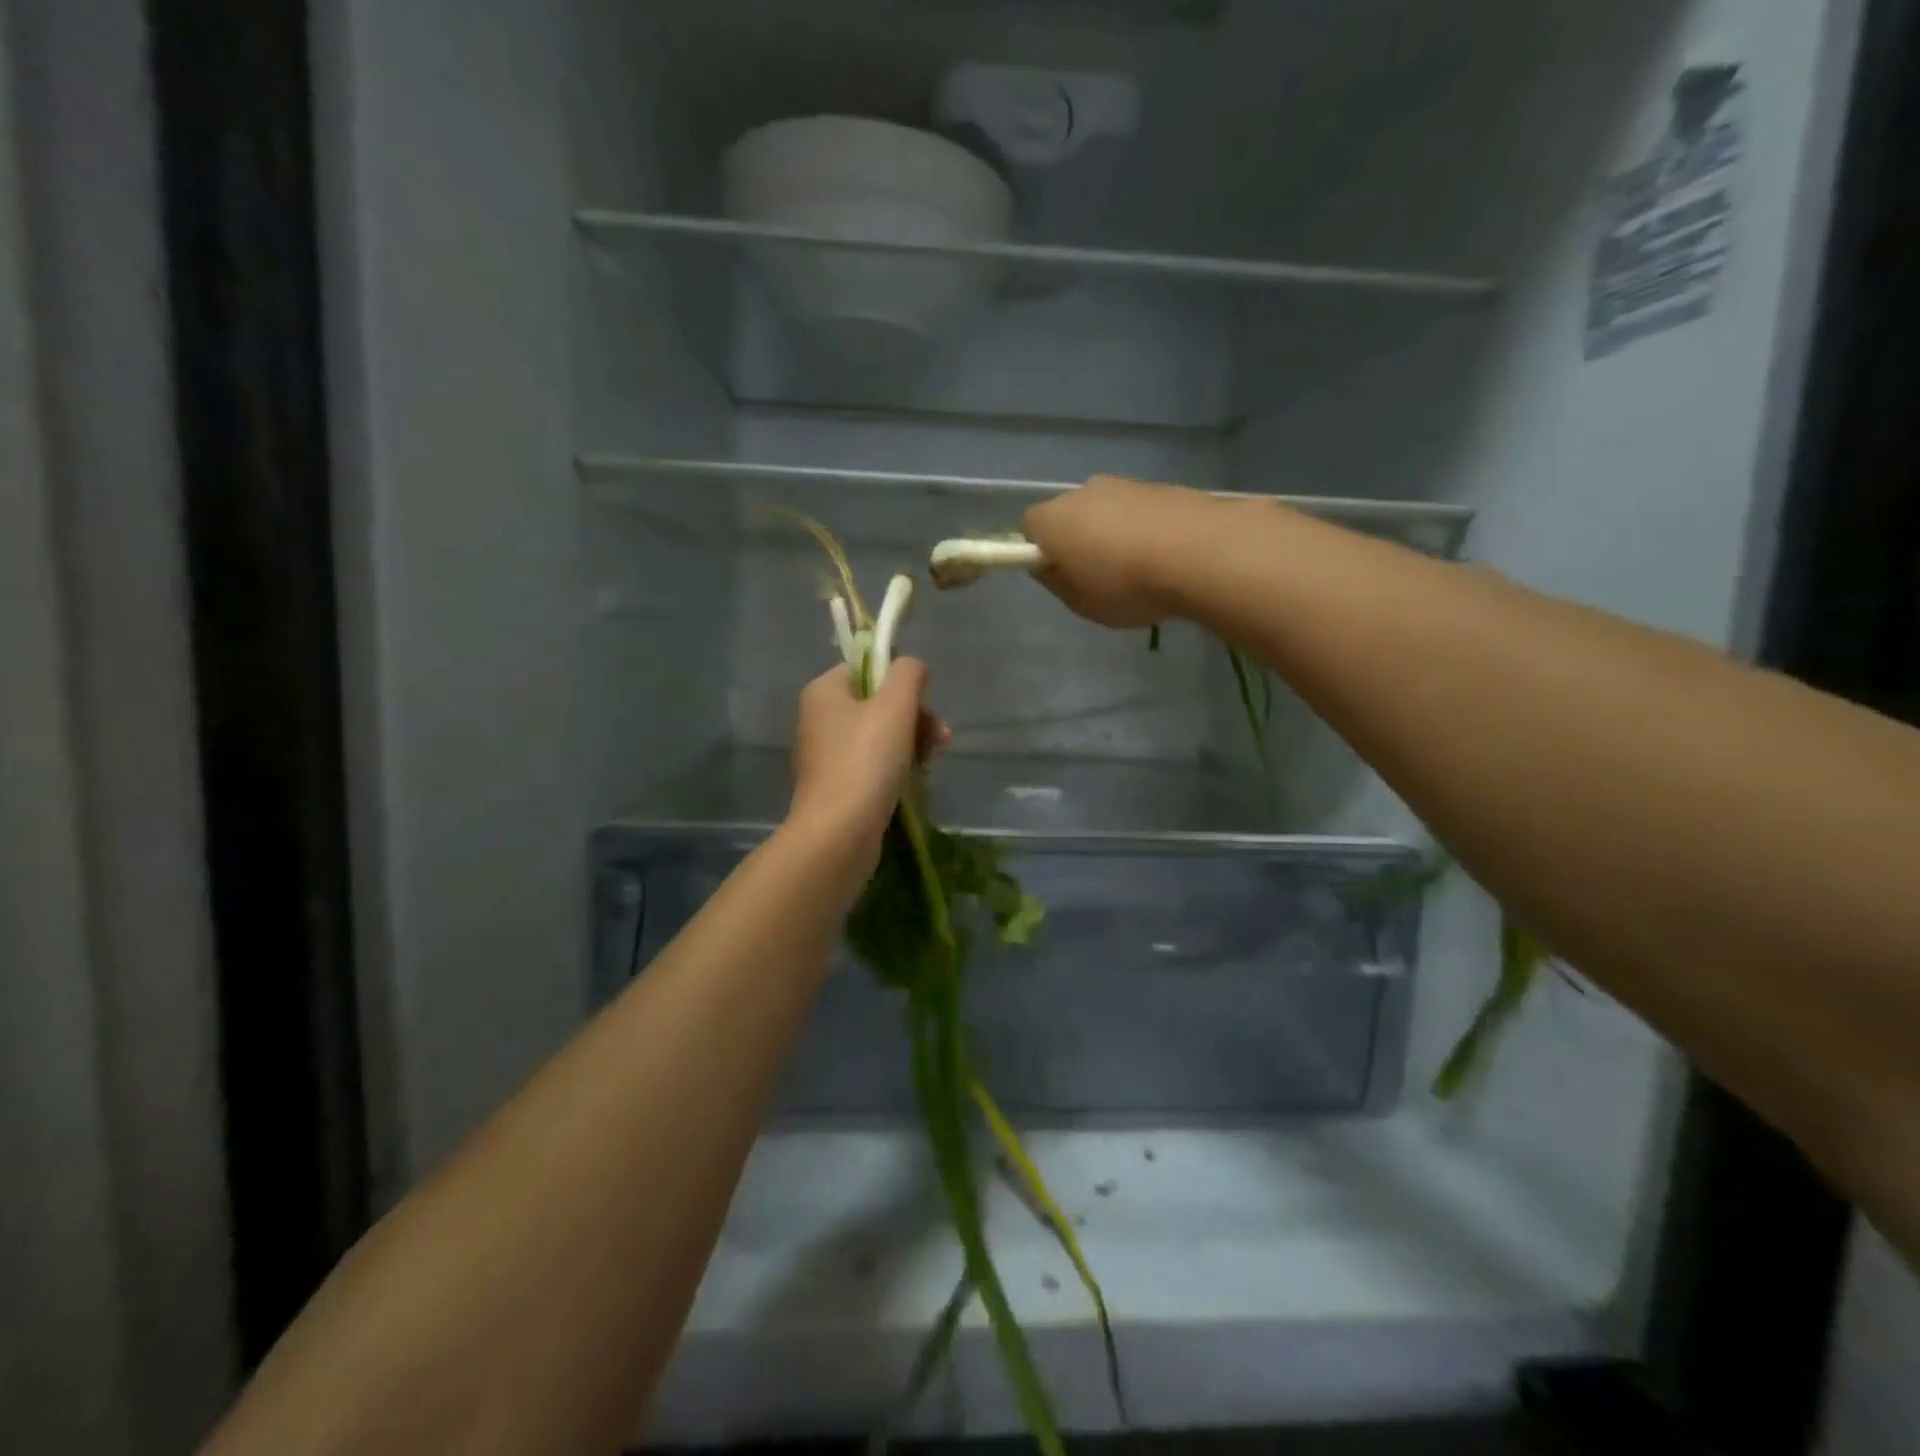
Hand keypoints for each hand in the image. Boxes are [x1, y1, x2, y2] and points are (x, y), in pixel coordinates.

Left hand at [787, 660, 945, 880]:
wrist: (838, 834)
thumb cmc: (866, 761)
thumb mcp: (895, 706)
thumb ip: (908, 674)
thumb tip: (912, 667)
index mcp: (824, 692)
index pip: (868, 667)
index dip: (901, 681)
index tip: (925, 704)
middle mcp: (820, 718)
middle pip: (878, 702)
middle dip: (915, 717)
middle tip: (939, 738)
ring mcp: (828, 755)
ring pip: (880, 735)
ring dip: (913, 742)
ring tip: (933, 761)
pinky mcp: (838, 785)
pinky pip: (874, 764)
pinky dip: (897, 767)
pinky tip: (917, 780)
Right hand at [1022, 475, 1217, 628]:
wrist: (1200, 552)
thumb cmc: (1125, 585)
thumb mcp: (1080, 603)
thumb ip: (1056, 582)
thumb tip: (1048, 566)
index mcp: (1053, 519)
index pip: (1029, 528)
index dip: (1039, 552)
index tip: (1058, 576)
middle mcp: (1084, 492)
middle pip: (1070, 515)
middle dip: (1078, 540)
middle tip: (1097, 578)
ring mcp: (1125, 485)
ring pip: (1106, 511)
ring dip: (1114, 535)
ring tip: (1138, 570)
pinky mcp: (1161, 486)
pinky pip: (1139, 512)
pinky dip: (1144, 530)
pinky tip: (1163, 558)